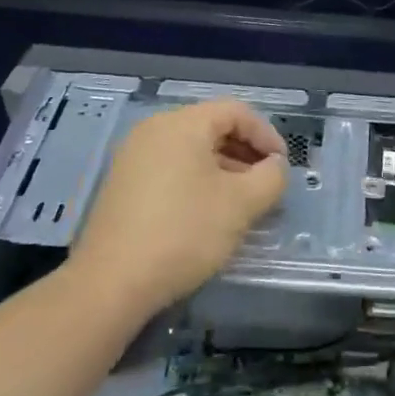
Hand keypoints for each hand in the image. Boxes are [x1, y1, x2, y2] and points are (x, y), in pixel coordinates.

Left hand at [70, 100, 287, 316]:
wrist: (112, 283)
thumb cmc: (184, 232)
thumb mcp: (242, 204)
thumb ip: (271, 177)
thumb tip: (275, 166)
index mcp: (182, 123)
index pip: (236, 111)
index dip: (267, 135)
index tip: (282, 167)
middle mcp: (154, 130)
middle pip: (212, 127)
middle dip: (246, 153)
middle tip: (266, 184)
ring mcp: (133, 157)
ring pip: (192, 150)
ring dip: (224, 169)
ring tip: (243, 201)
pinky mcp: (123, 184)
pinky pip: (171, 168)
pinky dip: (197, 180)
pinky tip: (209, 212)